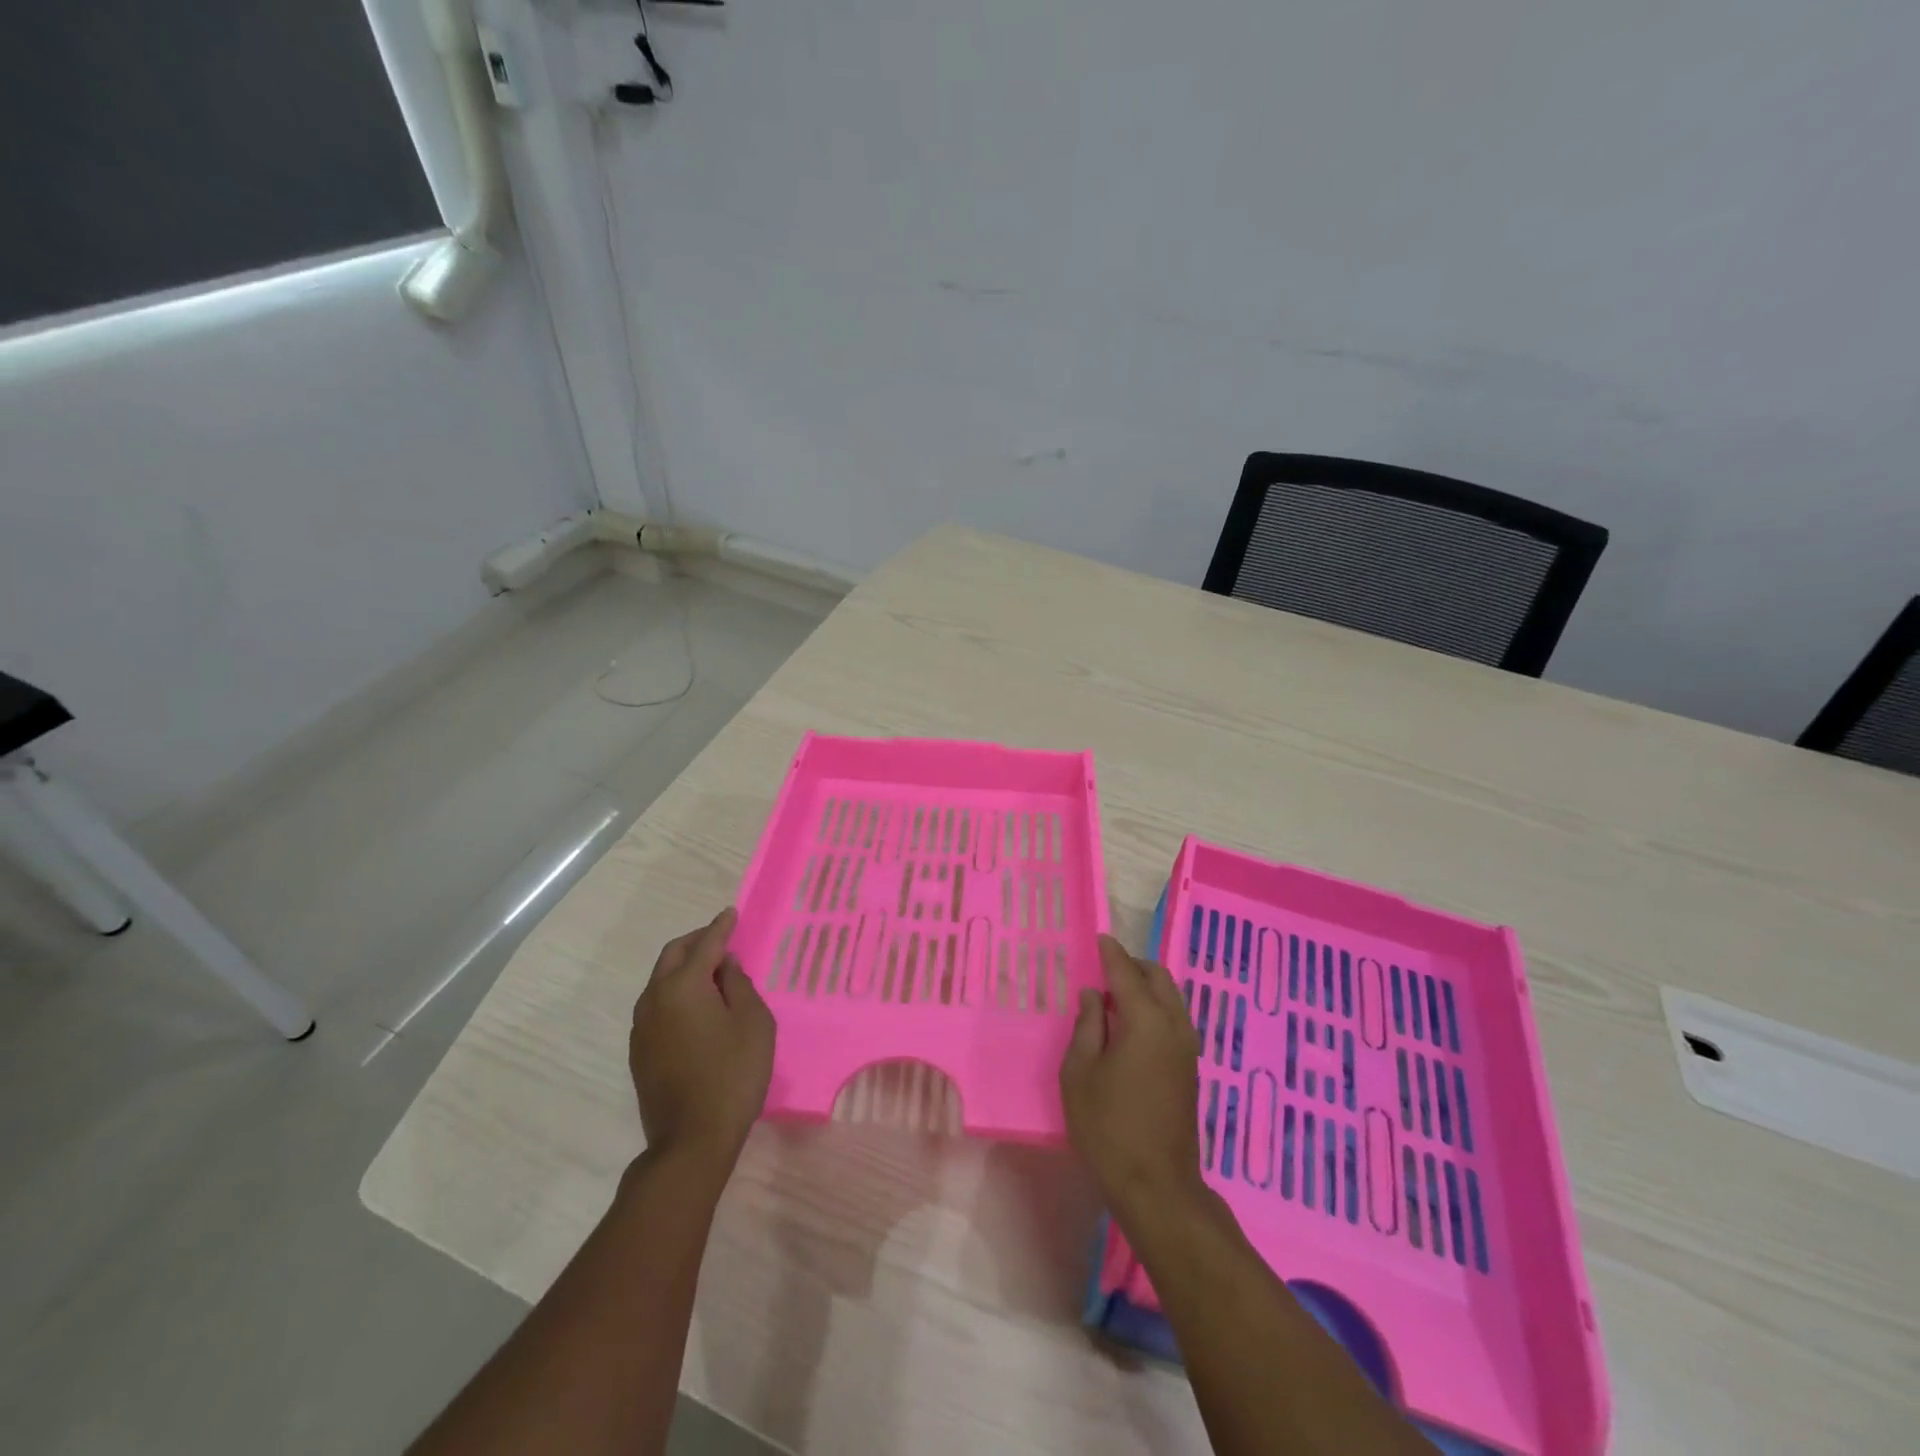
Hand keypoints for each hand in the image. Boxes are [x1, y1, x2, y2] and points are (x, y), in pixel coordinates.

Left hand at [629, 907, 774, 1174]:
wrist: (691, 1140)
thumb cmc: (733, 1074)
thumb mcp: (753, 1023)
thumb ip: (739, 985)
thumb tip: (724, 966)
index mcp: (683, 986)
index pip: (705, 945)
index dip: (721, 927)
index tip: (732, 913)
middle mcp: (654, 999)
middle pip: (673, 956)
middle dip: (697, 942)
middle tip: (722, 940)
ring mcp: (641, 1027)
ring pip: (660, 980)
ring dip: (684, 967)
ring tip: (712, 972)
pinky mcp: (639, 1051)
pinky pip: (657, 1004)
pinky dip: (675, 992)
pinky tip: (696, 1005)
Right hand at [1060, 935, 1206, 1222]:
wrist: (1157, 1186)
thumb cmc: (1108, 1128)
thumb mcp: (1080, 1073)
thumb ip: (1086, 1027)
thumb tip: (1092, 996)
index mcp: (1145, 1021)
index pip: (1126, 973)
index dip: (1111, 954)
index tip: (1100, 938)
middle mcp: (1174, 1026)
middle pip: (1159, 978)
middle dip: (1134, 966)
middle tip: (1105, 969)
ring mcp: (1188, 1048)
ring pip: (1172, 998)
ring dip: (1148, 987)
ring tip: (1116, 996)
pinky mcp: (1191, 1069)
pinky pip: (1175, 1019)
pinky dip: (1157, 1007)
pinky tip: (1133, 1025)